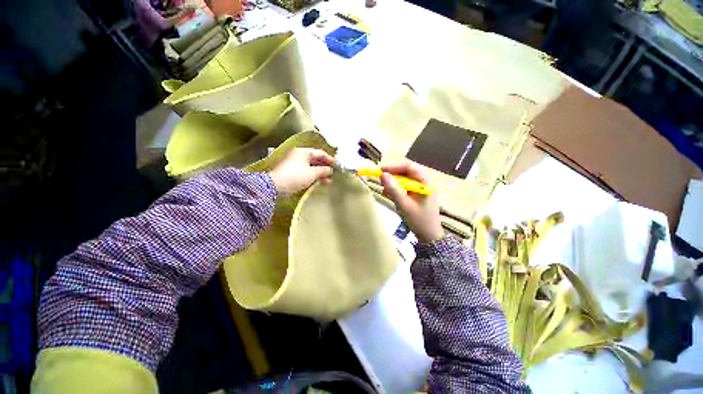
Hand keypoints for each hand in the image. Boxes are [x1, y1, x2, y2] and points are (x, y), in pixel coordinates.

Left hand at [269, 148, 333, 194]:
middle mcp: (300, 156)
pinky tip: (320, 183)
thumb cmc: (296, 176)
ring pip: (312, 167)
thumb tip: (330, 170)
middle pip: (316, 160)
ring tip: (329, 181)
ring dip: (321, 174)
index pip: (320, 153)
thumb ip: (324, 170)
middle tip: (333, 174)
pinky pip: (307, 172)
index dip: (329, 159)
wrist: (277, 186)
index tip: (337, 166)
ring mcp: (296, 164)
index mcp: (304, 152)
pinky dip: (314, 177)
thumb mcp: (313, 173)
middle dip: (325, 168)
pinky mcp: (293, 173)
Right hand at [380, 161, 443, 242]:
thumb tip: (383, 175)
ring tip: (385, 188)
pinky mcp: (418, 194)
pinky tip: (389, 194)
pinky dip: (397, 188)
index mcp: (425, 183)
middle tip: (381, 178)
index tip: (382, 170)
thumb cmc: (419, 220)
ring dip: (394, 182)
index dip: (395, 167)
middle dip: (394, 174)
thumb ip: (393, 189)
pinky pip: (406, 186)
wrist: (429, 236)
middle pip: (408, 171)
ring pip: (406, 179)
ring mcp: (421, 188)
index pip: (410, 167)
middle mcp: (425, 183)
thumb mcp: (404, 205)